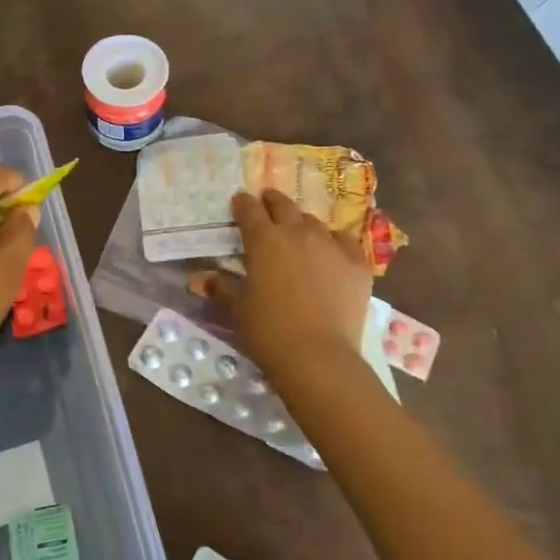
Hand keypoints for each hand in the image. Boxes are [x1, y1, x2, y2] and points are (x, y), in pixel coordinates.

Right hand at [203, 189, 371, 382]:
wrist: (318, 357)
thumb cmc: (268, 332)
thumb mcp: (236, 310)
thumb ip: (221, 288)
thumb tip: (203, 278)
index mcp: (263, 240)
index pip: (249, 210)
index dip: (242, 204)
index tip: (239, 202)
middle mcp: (298, 233)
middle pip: (284, 206)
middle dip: (272, 202)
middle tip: (267, 203)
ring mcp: (331, 246)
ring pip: (314, 222)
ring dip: (302, 224)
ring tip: (298, 233)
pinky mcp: (357, 263)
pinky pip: (345, 241)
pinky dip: (335, 242)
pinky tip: (332, 252)